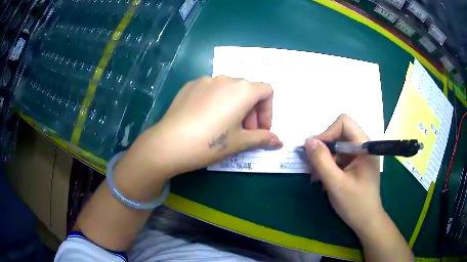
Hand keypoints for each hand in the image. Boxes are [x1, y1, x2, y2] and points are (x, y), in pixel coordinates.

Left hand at [122, 76, 282, 178]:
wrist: (169, 143)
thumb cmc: (210, 143)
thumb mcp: (240, 142)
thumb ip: (262, 139)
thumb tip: (280, 142)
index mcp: (242, 89)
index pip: (266, 91)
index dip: (268, 111)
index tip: (261, 130)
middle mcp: (225, 79)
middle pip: (248, 90)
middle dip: (252, 111)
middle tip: (245, 132)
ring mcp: (205, 80)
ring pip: (229, 90)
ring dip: (235, 106)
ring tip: (225, 126)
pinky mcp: (190, 86)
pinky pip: (211, 90)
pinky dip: (217, 102)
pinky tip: (206, 120)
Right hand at [305, 114, 382, 234]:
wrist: (366, 221)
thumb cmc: (355, 204)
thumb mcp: (336, 184)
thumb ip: (322, 161)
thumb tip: (308, 141)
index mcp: (365, 147)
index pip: (344, 123)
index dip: (327, 132)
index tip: (314, 150)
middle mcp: (363, 147)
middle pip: (339, 133)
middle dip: (324, 147)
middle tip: (312, 164)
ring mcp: (359, 156)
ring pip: (337, 146)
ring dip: (324, 158)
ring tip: (316, 176)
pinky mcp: (355, 164)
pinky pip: (338, 157)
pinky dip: (328, 165)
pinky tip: (323, 179)